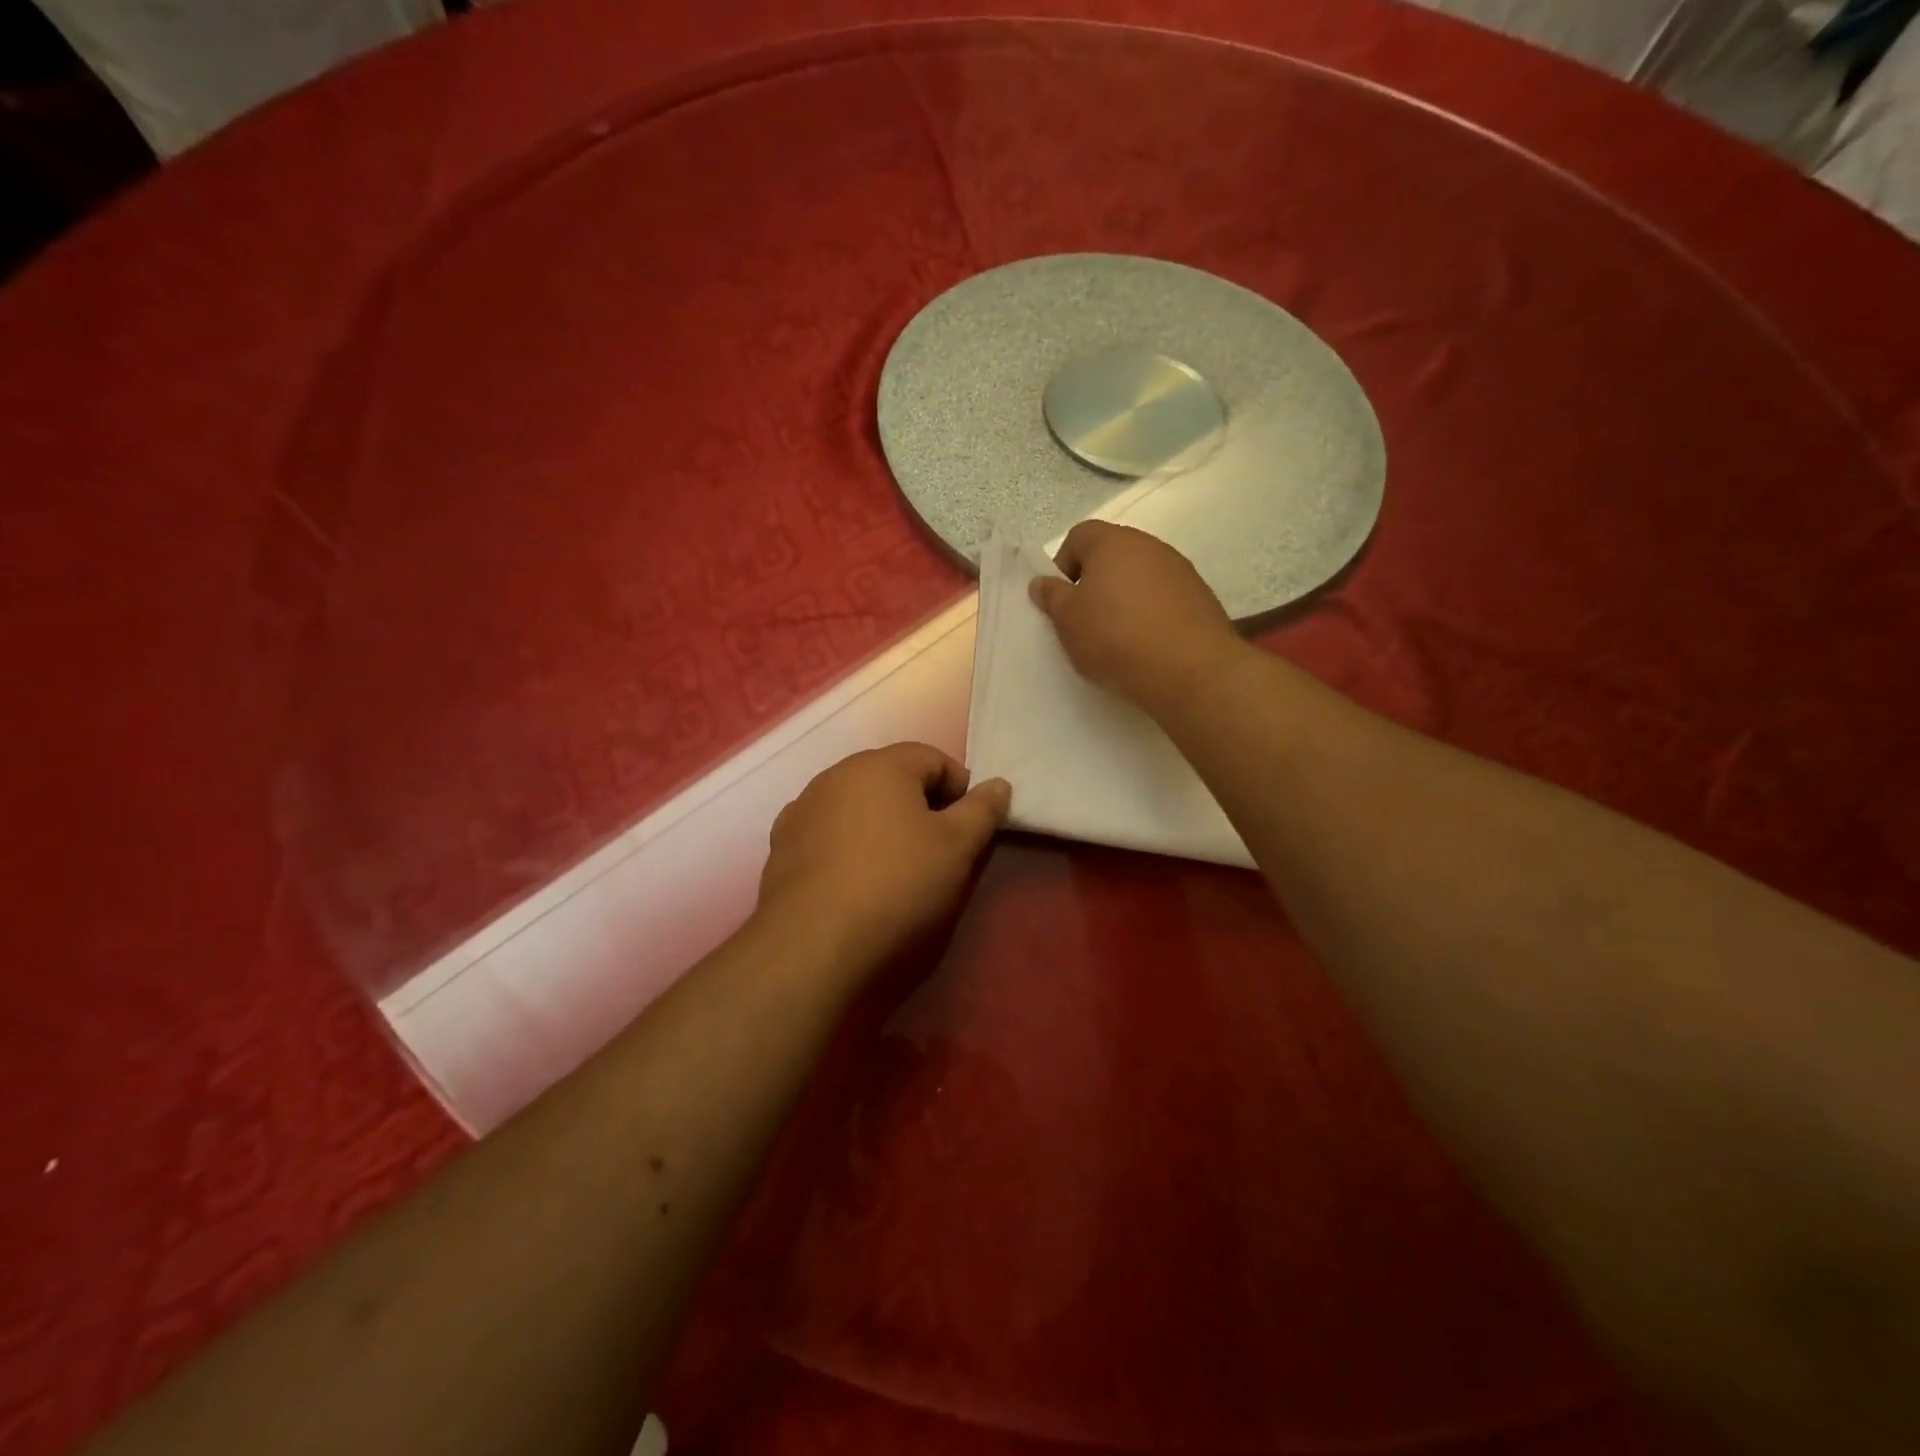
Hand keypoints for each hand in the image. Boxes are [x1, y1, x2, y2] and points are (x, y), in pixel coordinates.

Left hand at [756, 743, 1010, 973]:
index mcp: (880, 764)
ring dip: (880, 824)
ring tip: (893, 868)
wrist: (813, 944)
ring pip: (857, 805)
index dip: (960, 790)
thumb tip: (998, 784)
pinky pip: (827, 832)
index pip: (933, 758)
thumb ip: (982, 810)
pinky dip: (846, 845)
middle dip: (919, 805)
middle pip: (892, 778)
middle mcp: (835, 774)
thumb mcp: (957, 847)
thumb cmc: (897, 884)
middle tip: (936, 851)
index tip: (967, 829)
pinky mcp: (781, 845)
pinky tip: (853, 881)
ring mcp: (803, 809)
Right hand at [1029, 522, 1244, 711]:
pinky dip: (1151, 615)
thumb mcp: (1068, 621)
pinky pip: (1165, 599)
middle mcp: (1150, 546)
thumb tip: (1042, 582)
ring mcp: (1181, 571)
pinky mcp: (1201, 598)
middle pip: (1112, 556)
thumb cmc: (1115, 638)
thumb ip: (1052, 597)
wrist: (1190, 670)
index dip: (1063, 565)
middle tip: (1086, 621)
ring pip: (1141, 578)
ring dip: (1125, 600)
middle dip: (1095, 584)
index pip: (1079, 536)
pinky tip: (1147, 645)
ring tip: (1118, 638)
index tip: (1062, 601)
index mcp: (1113, 542)